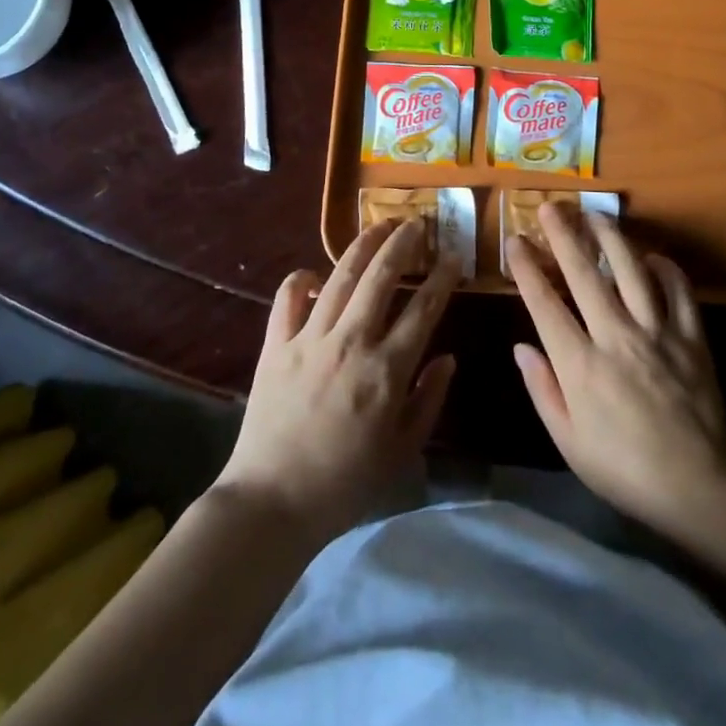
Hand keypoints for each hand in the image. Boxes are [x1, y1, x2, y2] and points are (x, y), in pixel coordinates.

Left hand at [214, 219, 458, 545]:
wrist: (272, 503)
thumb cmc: (345, 483)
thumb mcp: (402, 451)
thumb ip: (429, 400)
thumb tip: (447, 357)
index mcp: (386, 370)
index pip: (422, 309)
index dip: (441, 278)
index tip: (453, 257)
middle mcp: (350, 342)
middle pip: (380, 276)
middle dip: (403, 243)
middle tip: (417, 222)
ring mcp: (309, 339)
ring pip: (340, 276)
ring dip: (363, 245)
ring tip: (379, 225)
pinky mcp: (275, 345)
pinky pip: (287, 297)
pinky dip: (300, 279)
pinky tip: (314, 274)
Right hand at [508, 205, 725, 537]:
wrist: (699, 492)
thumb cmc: (624, 471)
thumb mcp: (569, 443)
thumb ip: (543, 390)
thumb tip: (522, 346)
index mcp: (581, 365)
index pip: (545, 304)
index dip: (527, 269)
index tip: (515, 241)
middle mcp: (616, 337)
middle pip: (584, 274)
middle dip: (563, 236)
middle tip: (549, 206)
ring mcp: (658, 333)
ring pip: (631, 270)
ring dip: (610, 237)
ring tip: (595, 213)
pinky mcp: (692, 338)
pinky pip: (680, 291)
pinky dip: (666, 268)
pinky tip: (652, 256)